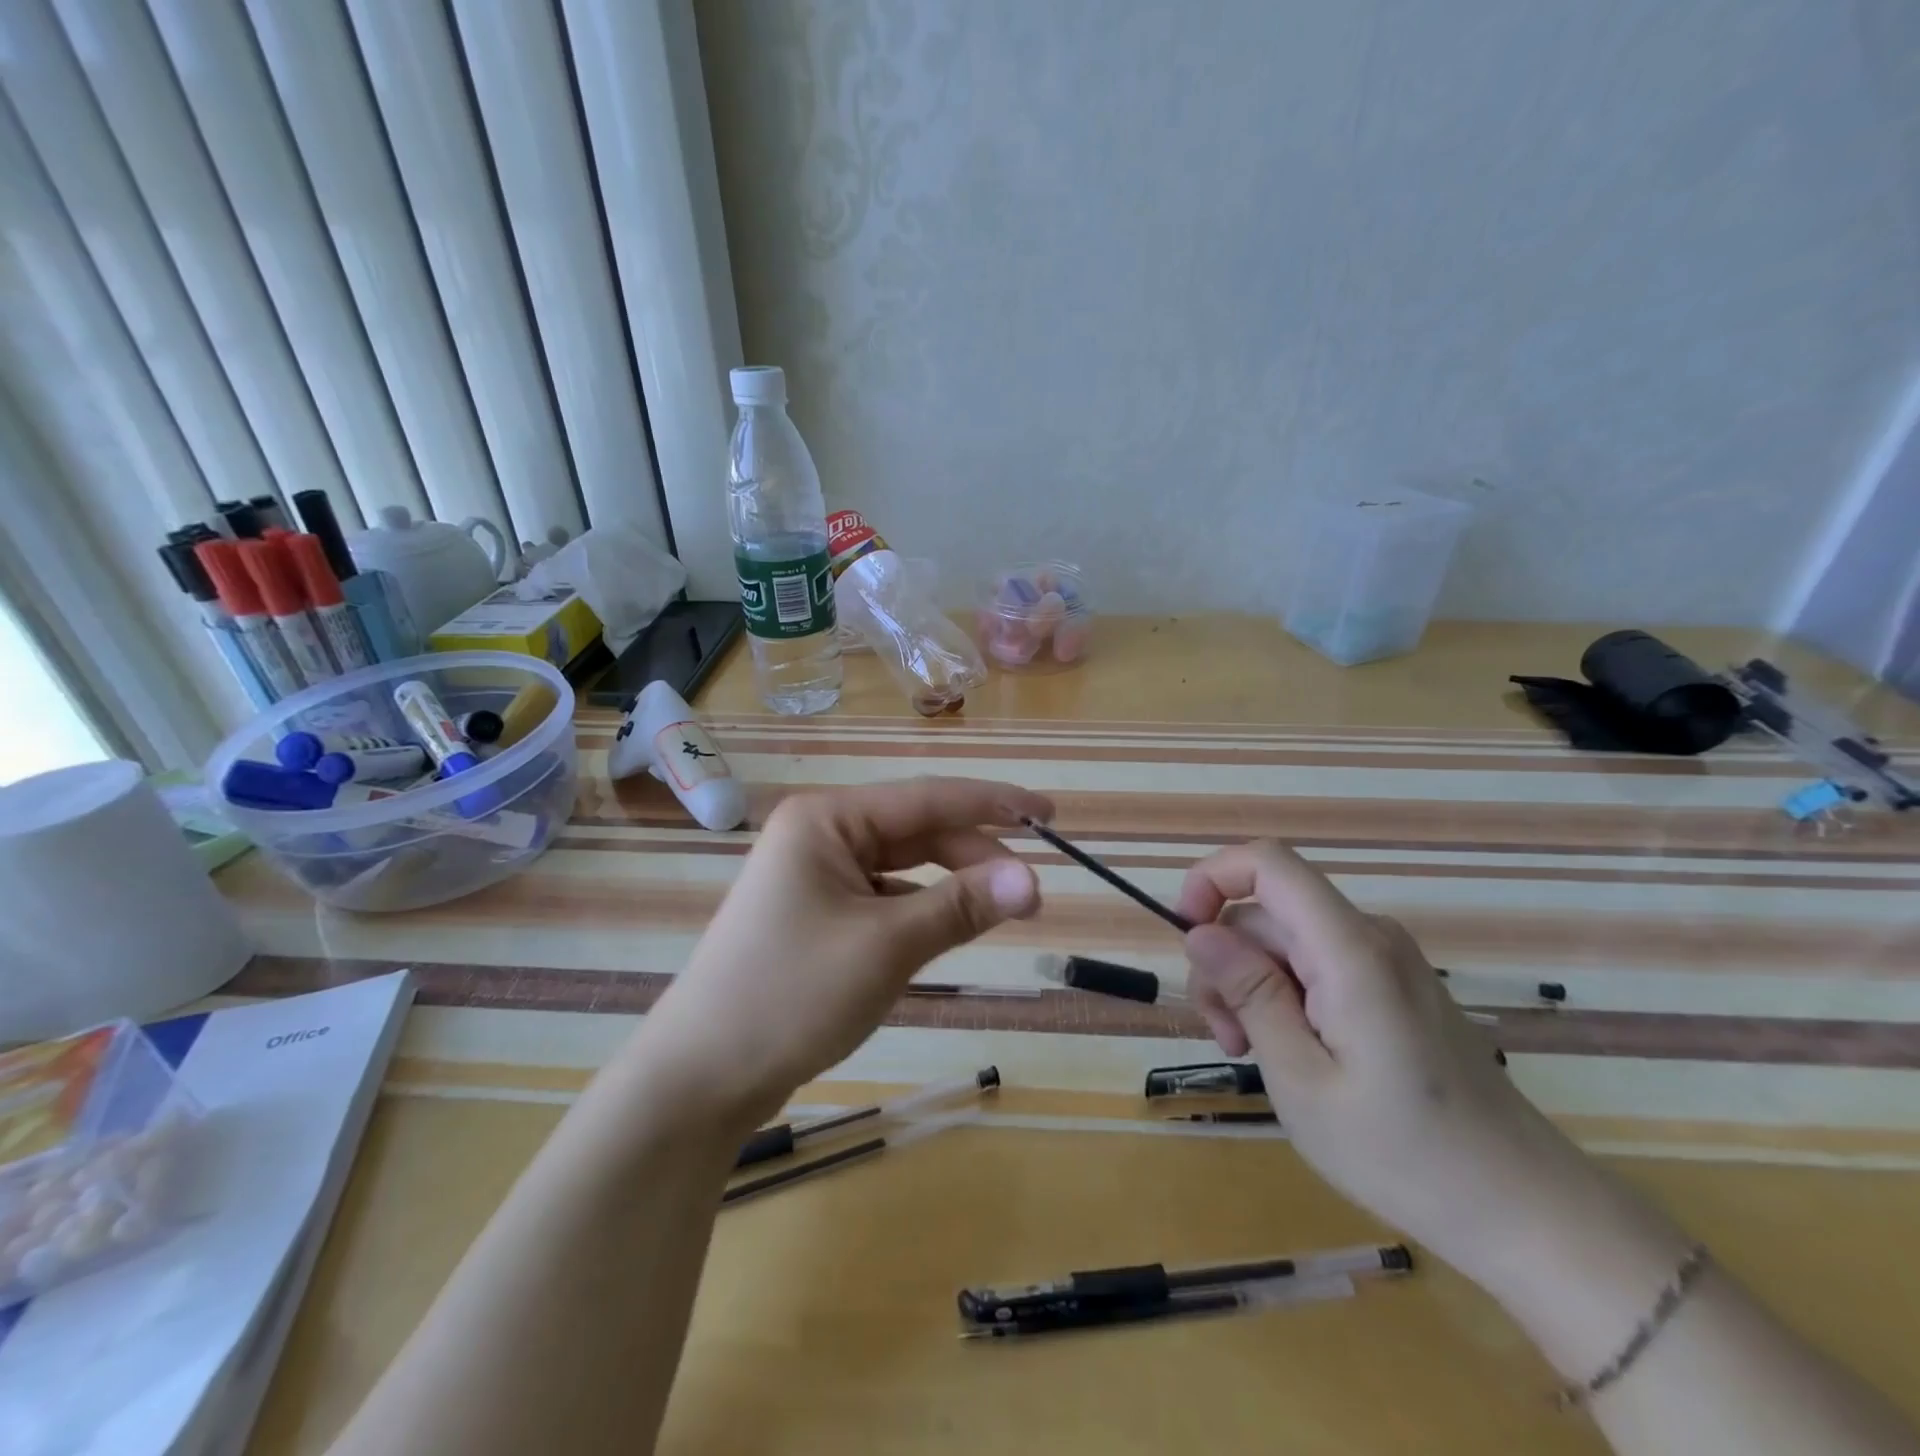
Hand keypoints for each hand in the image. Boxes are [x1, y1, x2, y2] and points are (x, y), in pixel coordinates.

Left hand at [639, 777, 1051, 1130]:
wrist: (700, 1078)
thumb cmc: (791, 996)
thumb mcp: (887, 947)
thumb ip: (961, 906)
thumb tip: (1033, 880)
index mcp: (827, 819)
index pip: (928, 798)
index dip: (994, 803)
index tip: (1049, 815)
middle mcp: (819, 834)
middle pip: (916, 832)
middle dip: (974, 857)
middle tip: (1031, 894)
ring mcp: (814, 875)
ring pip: (902, 867)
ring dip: (950, 886)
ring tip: (1000, 913)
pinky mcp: (816, 914)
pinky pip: (883, 898)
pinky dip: (919, 911)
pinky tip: (944, 932)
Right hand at [1174, 841, 1682, 1291]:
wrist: (1524, 1209)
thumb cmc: (1404, 1154)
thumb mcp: (1301, 1079)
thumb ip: (1250, 993)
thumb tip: (1200, 931)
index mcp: (1349, 950)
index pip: (1269, 863)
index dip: (1213, 877)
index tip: (1186, 937)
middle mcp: (1369, 937)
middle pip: (1268, 912)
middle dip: (1227, 962)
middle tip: (1227, 1038)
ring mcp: (1385, 960)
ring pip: (1286, 941)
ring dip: (1252, 986)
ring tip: (1253, 1054)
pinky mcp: (1391, 986)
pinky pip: (1316, 965)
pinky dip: (1285, 997)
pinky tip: (1291, 1054)